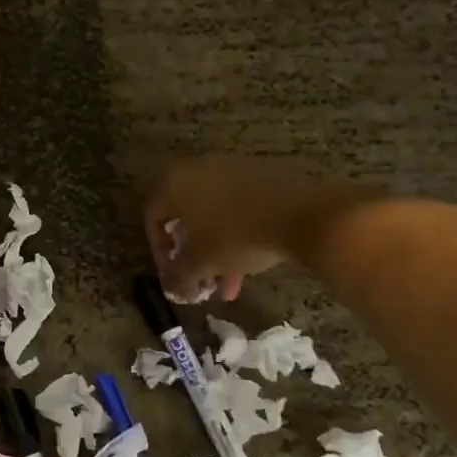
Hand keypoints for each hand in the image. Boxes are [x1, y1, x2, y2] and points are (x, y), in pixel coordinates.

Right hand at [144, 156, 366, 301]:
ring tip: (228, 282)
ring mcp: (231, 168)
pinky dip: (237, 232)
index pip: (153, 216)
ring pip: (214, 213)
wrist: (303, 214)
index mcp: (174, 182)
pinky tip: (251, 262)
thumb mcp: (202, 262)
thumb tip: (172, 289)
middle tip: (199, 277)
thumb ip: (179, 276)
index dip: (158, 251)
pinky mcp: (260, 173)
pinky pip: (238, 205)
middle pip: (185, 214)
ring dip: (216, 248)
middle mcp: (197, 167)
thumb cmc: (237, 236)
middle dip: (191, 252)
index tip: (174, 275)